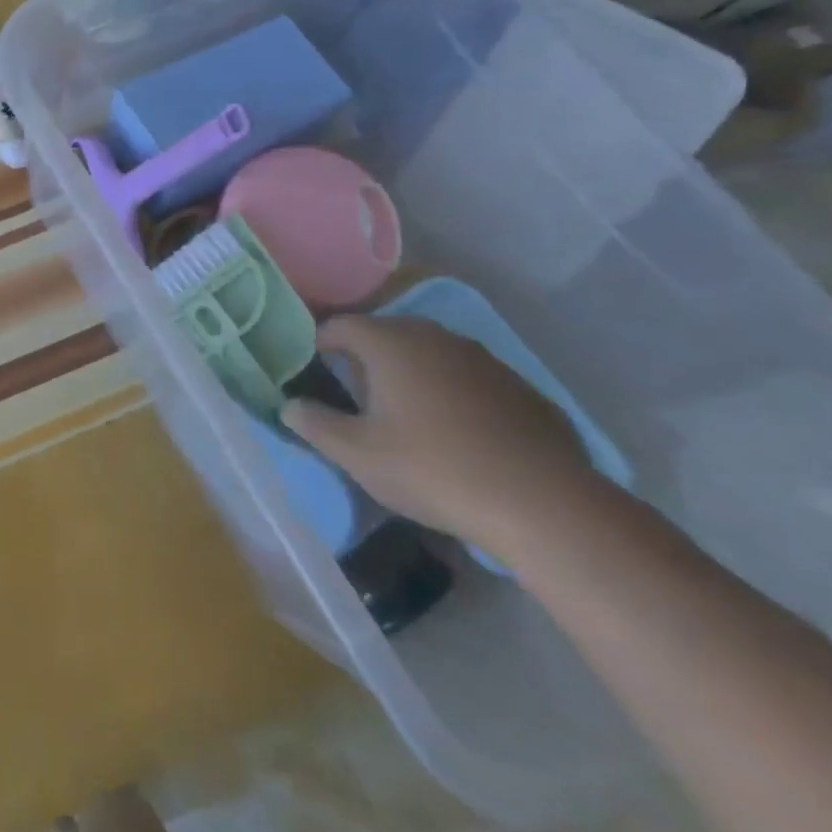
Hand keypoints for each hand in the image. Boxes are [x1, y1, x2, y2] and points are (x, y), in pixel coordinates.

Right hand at [280, 314, 597, 554]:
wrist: (543, 505)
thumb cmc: (432, 469)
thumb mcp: (356, 454)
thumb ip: (314, 423)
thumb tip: (289, 405)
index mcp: (391, 343)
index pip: (340, 326)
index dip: (319, 345)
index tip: (313, 372)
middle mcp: (436, 338)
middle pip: (387, 334)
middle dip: (366, 359)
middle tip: (355, 396)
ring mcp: (484, 360)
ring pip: (432, 355)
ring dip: (412, 374)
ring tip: (405, 415)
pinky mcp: (522, 389)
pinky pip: (470, 380)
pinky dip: (454, 395)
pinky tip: (459, 435)